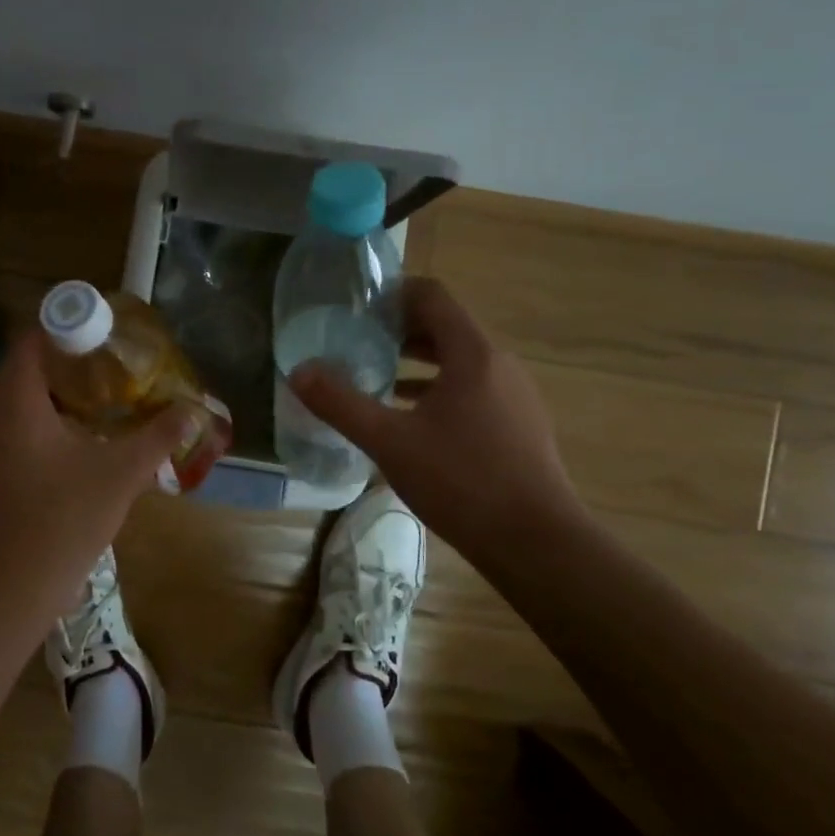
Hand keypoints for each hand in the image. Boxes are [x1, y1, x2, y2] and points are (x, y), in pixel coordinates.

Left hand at [0, 332, 190, 626]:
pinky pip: (17, 430)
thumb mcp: (119, 474)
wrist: (6, 590)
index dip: (66, 328)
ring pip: (21, 402)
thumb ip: (157, 438)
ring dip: (57, 395)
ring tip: (103, 399)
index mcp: (16, 402)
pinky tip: (81, 443)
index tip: (104, 334)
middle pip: (26, 368)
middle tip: (112, 365)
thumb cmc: (61, 520)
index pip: (32, 339)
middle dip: (68, 362)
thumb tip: (191, 411)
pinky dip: (46, 423)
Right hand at [290, 278, 583, 557]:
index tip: (357, 305)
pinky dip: (436, 390)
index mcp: (473, 354)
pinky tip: (408, 417)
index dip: (394, 292)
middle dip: (399, 328)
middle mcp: (499, 365)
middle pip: (445, 327)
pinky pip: (471, 389)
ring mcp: (513, 396)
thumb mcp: (389, 441)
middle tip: (355, 339)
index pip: (433, 296)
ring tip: (374, 374)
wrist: (537, 543)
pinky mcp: (517, 425)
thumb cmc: (462, 481)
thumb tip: (298, 372)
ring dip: (416, 360)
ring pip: (458, 361)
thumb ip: (340, 404)